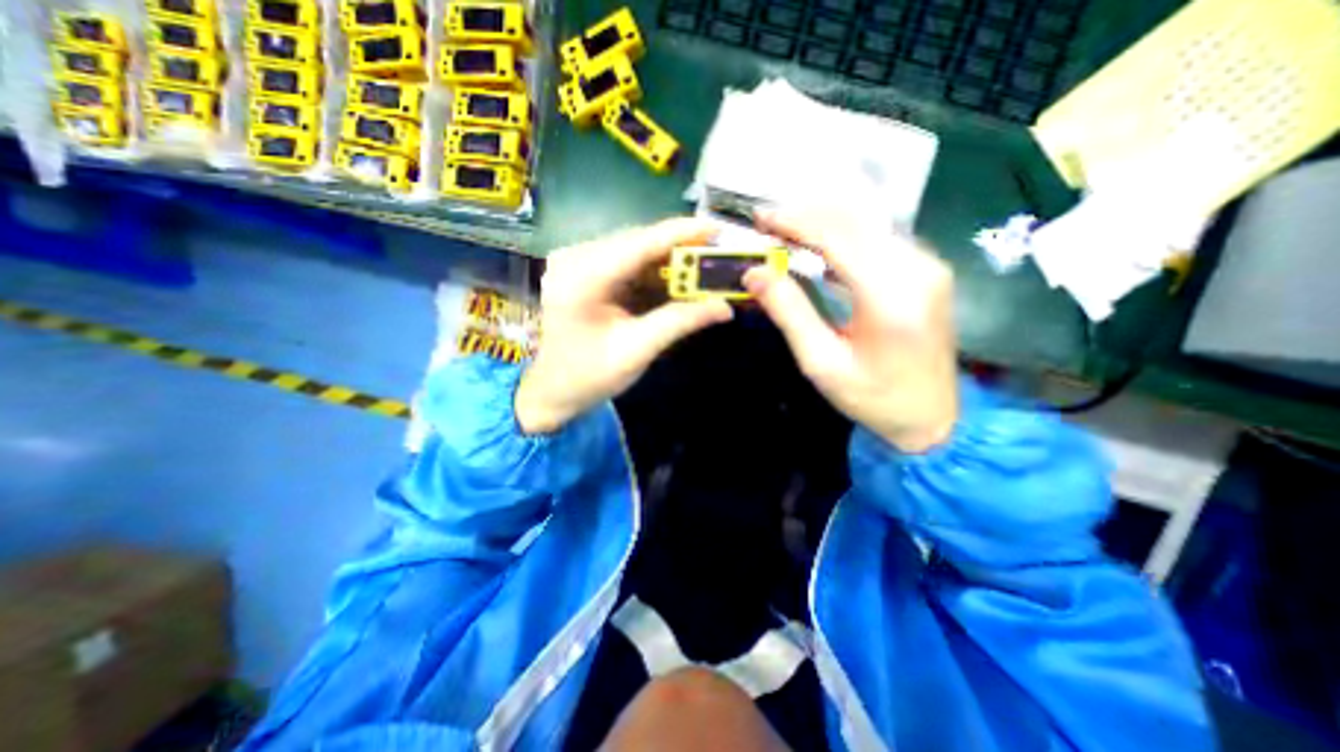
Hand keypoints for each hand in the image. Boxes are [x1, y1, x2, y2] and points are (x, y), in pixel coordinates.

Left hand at [516, 218, 737, 435]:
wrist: (552, 391)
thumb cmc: (589, 376)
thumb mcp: (637, 350)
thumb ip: (679, 322)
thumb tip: (724, 308)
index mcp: (582, 276)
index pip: (640, 243)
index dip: (682, 233)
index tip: (718, 229)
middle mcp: (576, 258)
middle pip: (638, 242)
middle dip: (679, 248)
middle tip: (716, 254)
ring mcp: (577, 262)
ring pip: (634, 250)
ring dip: (668, 260)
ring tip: (702, 267)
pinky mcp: (584, 272)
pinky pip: (626, 263)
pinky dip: (652, 271)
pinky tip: (674, 279)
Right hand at [750, 208, 958, 452]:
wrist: (931, 418)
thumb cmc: (872, 397)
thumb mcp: (821, 363)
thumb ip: (789, 313)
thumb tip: (755, 273)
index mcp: (890, 294)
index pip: (838, 236)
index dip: (795, 222)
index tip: (761, 219)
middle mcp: (917, 268)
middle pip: (854, 221)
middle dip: (806, 216)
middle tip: (767, 224)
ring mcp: (927, 266)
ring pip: (868, 224)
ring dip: (823, 223)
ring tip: (785, 232)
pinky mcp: (926, 271)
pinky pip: (879, 239)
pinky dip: (843, 236)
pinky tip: (818, 247)